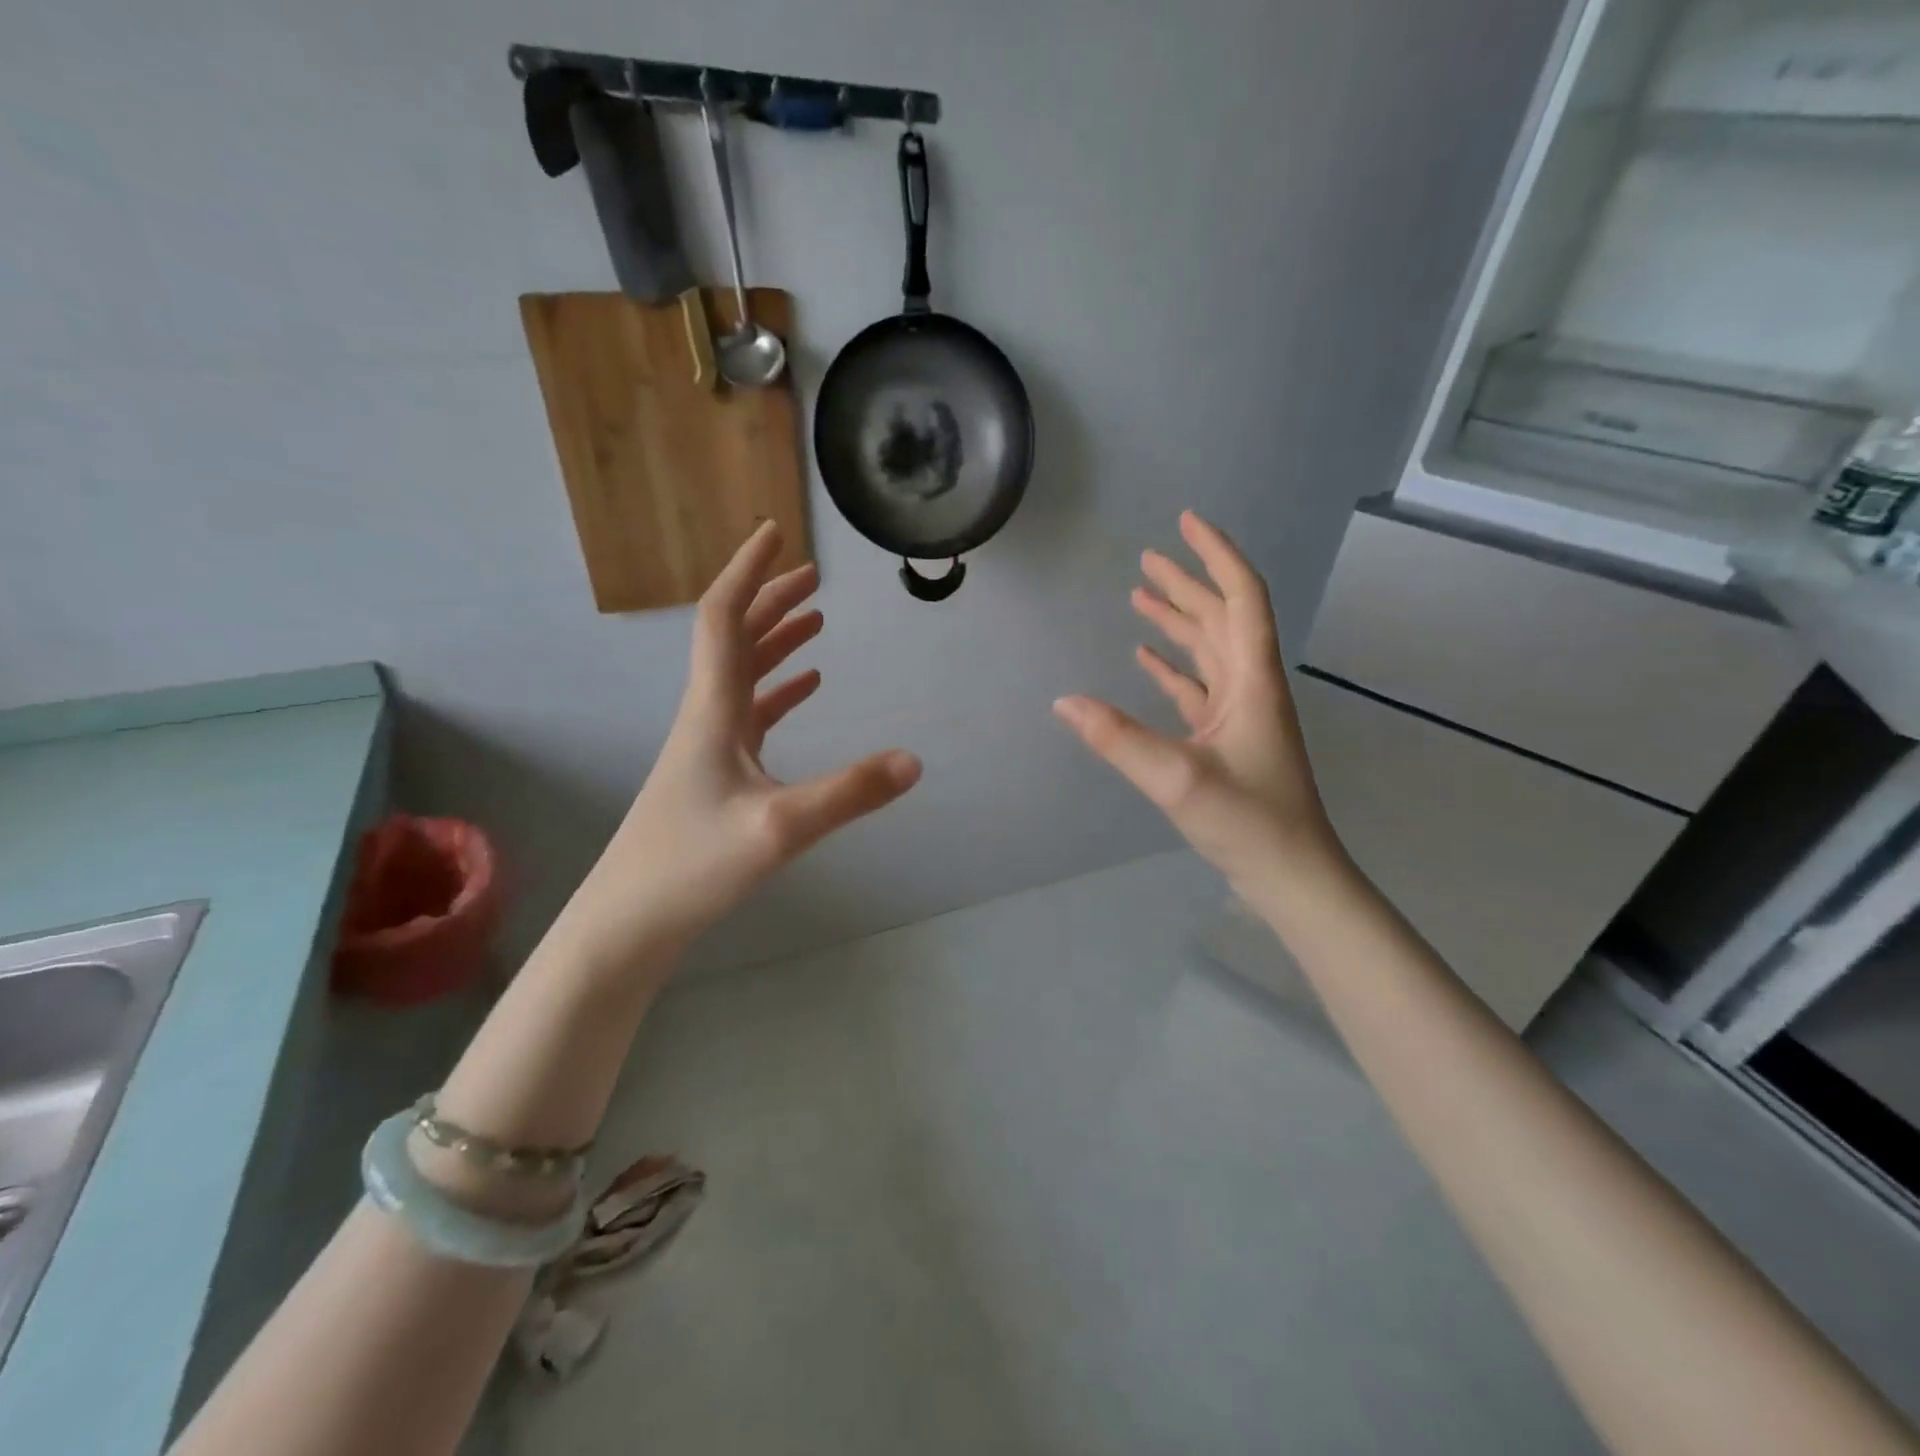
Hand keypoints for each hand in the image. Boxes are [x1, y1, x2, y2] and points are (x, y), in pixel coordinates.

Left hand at [556, 523, 921, 975]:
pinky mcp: (716, 774)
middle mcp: (707, 715)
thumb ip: (850, 793)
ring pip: (743, 674)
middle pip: (735, 637)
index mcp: (713, 710)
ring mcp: (709, 746)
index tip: (774, 533)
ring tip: (815, 619)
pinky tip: (805, 688)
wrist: (629, 920)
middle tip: (812, 574)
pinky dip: (778, 689)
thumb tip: (915, 760)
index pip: (724, 618)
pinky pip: (750, 713)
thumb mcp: (780, 828)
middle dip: (771, 599)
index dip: (749, 572)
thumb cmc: (691, 865)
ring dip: (776, 640)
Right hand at [1053, 511, 1341, 893]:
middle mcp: (1250, 686)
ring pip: (1209, 650)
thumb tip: (1063, 702)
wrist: (1291, 875)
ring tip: (1140, 594)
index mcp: (1252, 681)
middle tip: (1148, 556)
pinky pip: (1198, 688)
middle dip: (1187, 583)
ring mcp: (1240, 713)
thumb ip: (1119, 739)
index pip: (1240, 599)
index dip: (1216, 556)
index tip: (1187, 523)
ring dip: (1178, 621)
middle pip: (1222, 617)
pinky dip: (1172, 667)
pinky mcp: (1228, 738)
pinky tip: (1145, 658)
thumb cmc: (1248, 822)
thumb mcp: (1178, 779)